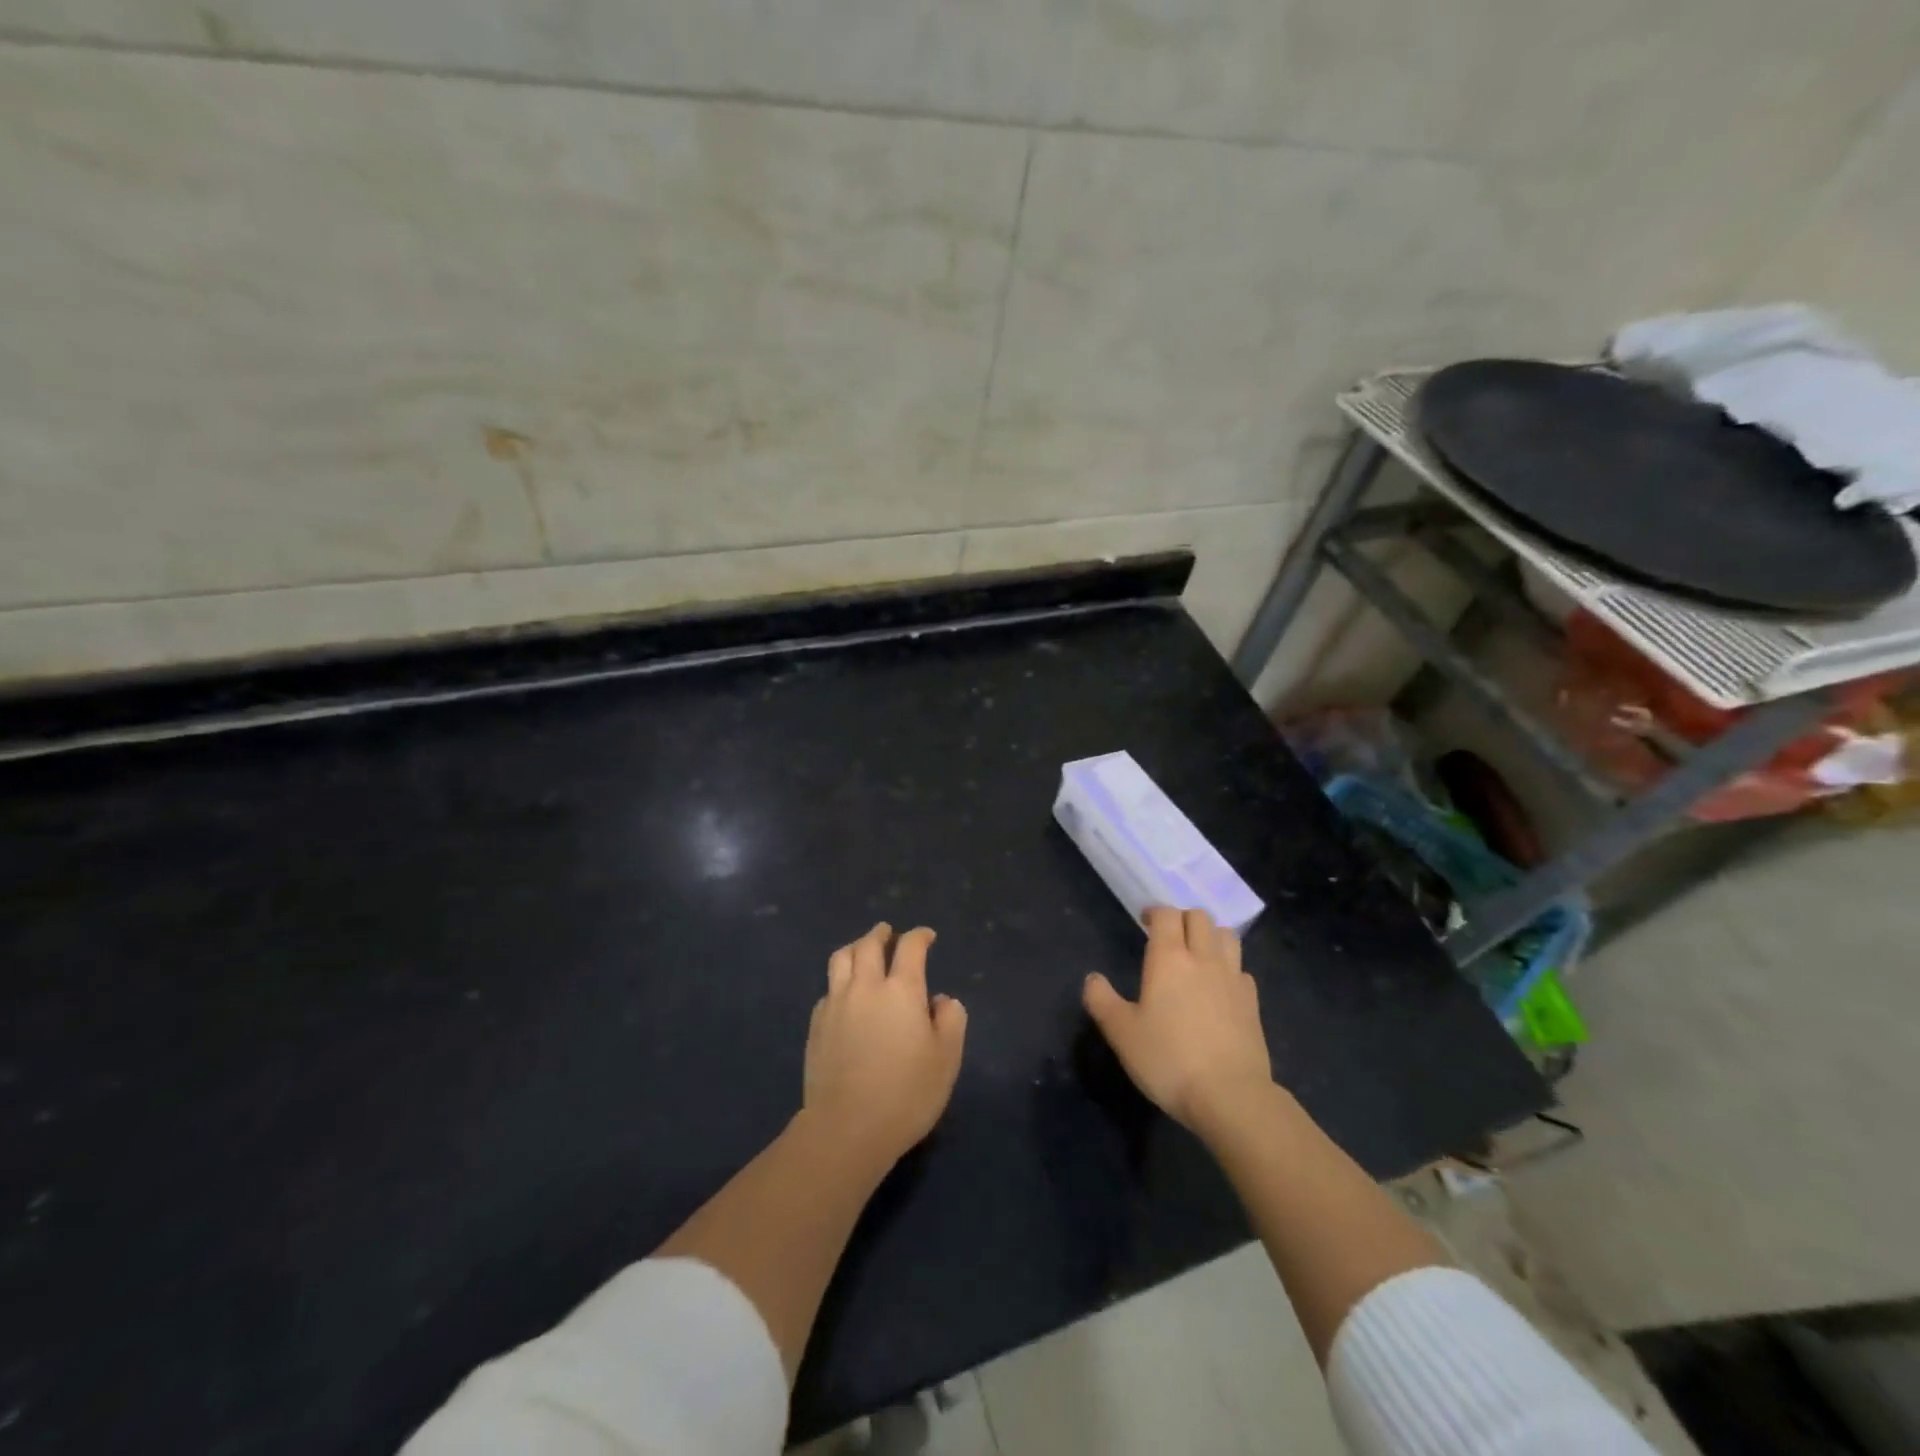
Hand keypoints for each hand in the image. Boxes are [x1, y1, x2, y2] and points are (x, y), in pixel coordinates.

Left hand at [803, 923, 967, 1166]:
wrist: (846, 1128)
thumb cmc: (906, 1094)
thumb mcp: (946, 1059)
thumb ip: (951, 1020)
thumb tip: (940, 1000)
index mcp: (901, 990)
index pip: (910, 947)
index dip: (920, 936)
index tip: (927, 936)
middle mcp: (866, 986)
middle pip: (869, 944)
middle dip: (881, 934)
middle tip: (889, 933)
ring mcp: (836, 1003)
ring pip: (841, 958)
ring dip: (855, 947)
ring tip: (862, 951)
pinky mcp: (817, 1025)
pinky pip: (828, 988)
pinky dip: (840, 980)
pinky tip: (845, 994)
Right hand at [1083, 907, 1273, 1134]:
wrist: (1230, 1096)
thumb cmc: (1169, 1059)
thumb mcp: (1121, 1033)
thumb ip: (1101, 1000)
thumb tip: (1092, 978)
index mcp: (1169, 958)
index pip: (1167, 915)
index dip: (1155, 912)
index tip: (1144, 921)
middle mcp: (1204, 959)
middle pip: (1199, 917)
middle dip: (1182, 919)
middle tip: (1168, 937)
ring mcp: (1233, 979)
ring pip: (1227, 936)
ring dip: (1210, 936)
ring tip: (1197, 954)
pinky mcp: (1253, 1003)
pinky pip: (1241, 969)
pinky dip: (1229, 968)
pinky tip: (1219, 988)